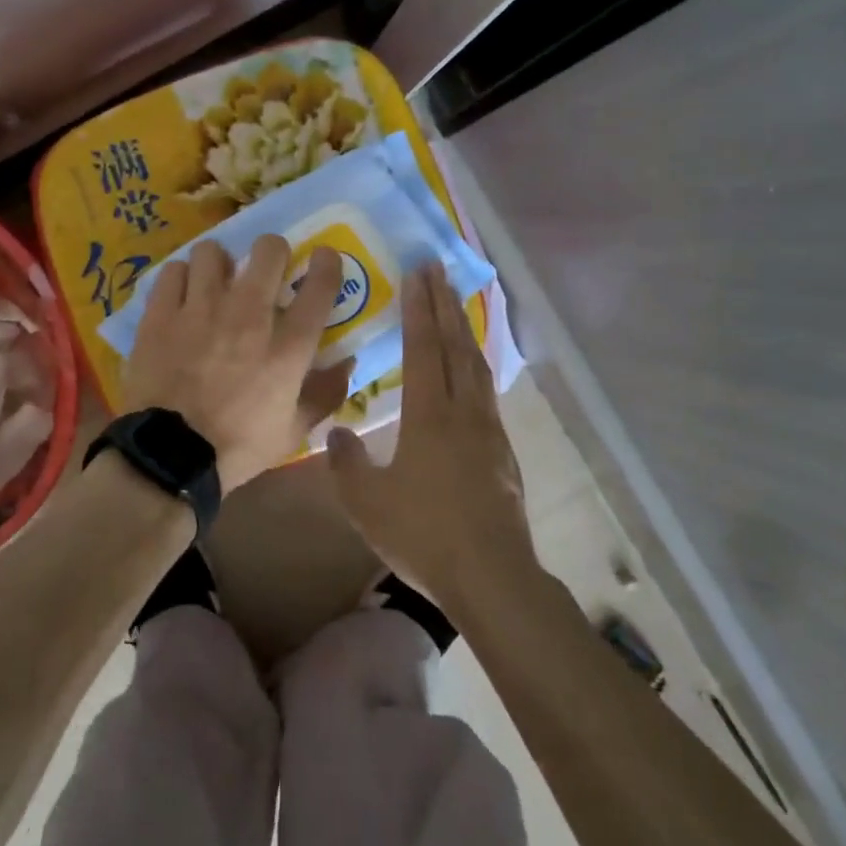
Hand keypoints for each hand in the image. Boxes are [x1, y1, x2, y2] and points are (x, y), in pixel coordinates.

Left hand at [121, 237, 355, 493]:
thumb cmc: (238, 446)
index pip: (319, 285)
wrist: (170, 456)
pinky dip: (181, 278)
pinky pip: (173, 271)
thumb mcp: (294, 430)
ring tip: (215, 281)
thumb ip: (325, 392)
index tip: (323, 258)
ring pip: (213, 251)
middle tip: (265, 269)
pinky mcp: (161, 313)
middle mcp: (248, 315)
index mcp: (287, 346)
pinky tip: (182, 295)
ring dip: (220, 263)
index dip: (326, 263)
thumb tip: (347, 362)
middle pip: (268, 250)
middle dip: (272, 252)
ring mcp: (200, 309)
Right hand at [327, 264, 534, 607]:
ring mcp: (490, 431)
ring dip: (465, 330)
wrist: (492, 576)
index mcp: (430, 416)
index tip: (418, 273)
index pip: (424, 348)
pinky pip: (488, 392)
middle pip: (456, 346)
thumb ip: (346, 462)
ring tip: (457, 304)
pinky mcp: (504, 452)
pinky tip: (473, 371)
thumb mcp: (366, 502)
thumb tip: (341, 430)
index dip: (419, 309)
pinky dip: (477, 365)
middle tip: (438, 269)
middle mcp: (464, 412)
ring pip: (478, 366)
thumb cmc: (423, 534)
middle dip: (445, 304)